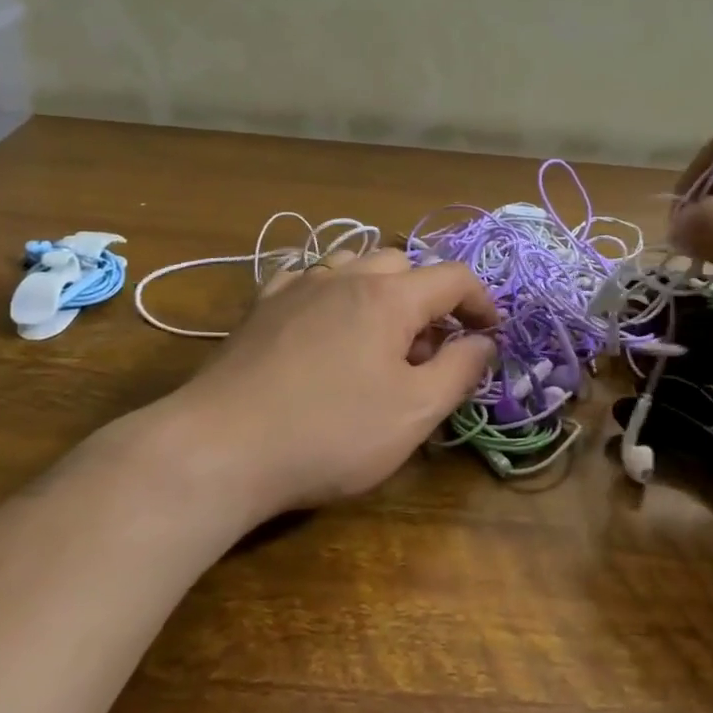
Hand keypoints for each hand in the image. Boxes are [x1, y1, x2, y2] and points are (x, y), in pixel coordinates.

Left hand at [171, 248, 498, 512]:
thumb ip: (460, 371)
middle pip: (403, 265)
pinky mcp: (261, 308)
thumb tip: (483, 342)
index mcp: (388, 297)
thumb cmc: (331, 433)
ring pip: (353, 266)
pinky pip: (308, 279)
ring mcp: (296, 287)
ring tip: (378, 337)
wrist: (222, 447)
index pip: (453, 277)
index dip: (481, 302)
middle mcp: (343, 277)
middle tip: (430, 348)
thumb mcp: (414, 413)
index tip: (490, 335)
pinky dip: (332, 293)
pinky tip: (325, 324)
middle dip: (428, 298)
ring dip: (380, 291)